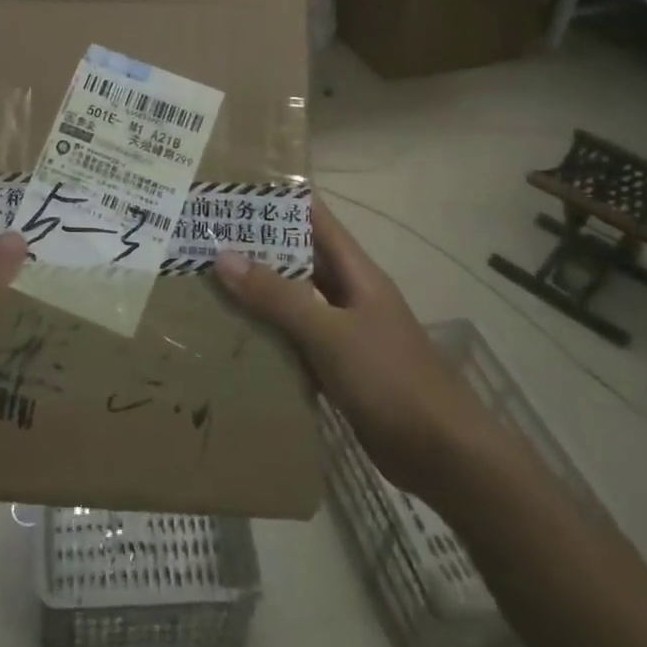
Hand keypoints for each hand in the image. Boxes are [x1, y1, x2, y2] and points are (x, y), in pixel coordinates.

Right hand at [212, 197, 498, 494]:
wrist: (445, 456)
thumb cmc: (391, 380)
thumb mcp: (330, 333)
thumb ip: (277, 297)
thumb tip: (223, 256)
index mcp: (356, 274)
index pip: (315, 219)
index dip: (279, 200)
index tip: (232, 189)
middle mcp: (349, 296)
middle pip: (299, 259)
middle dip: (256, 247)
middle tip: (202, 238)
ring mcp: (344, 333)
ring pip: (293, 302)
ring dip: (257, 293)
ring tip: (205, 283)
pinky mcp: (338, 369)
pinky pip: (294, 341)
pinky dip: (267, 336)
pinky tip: (232, 338)